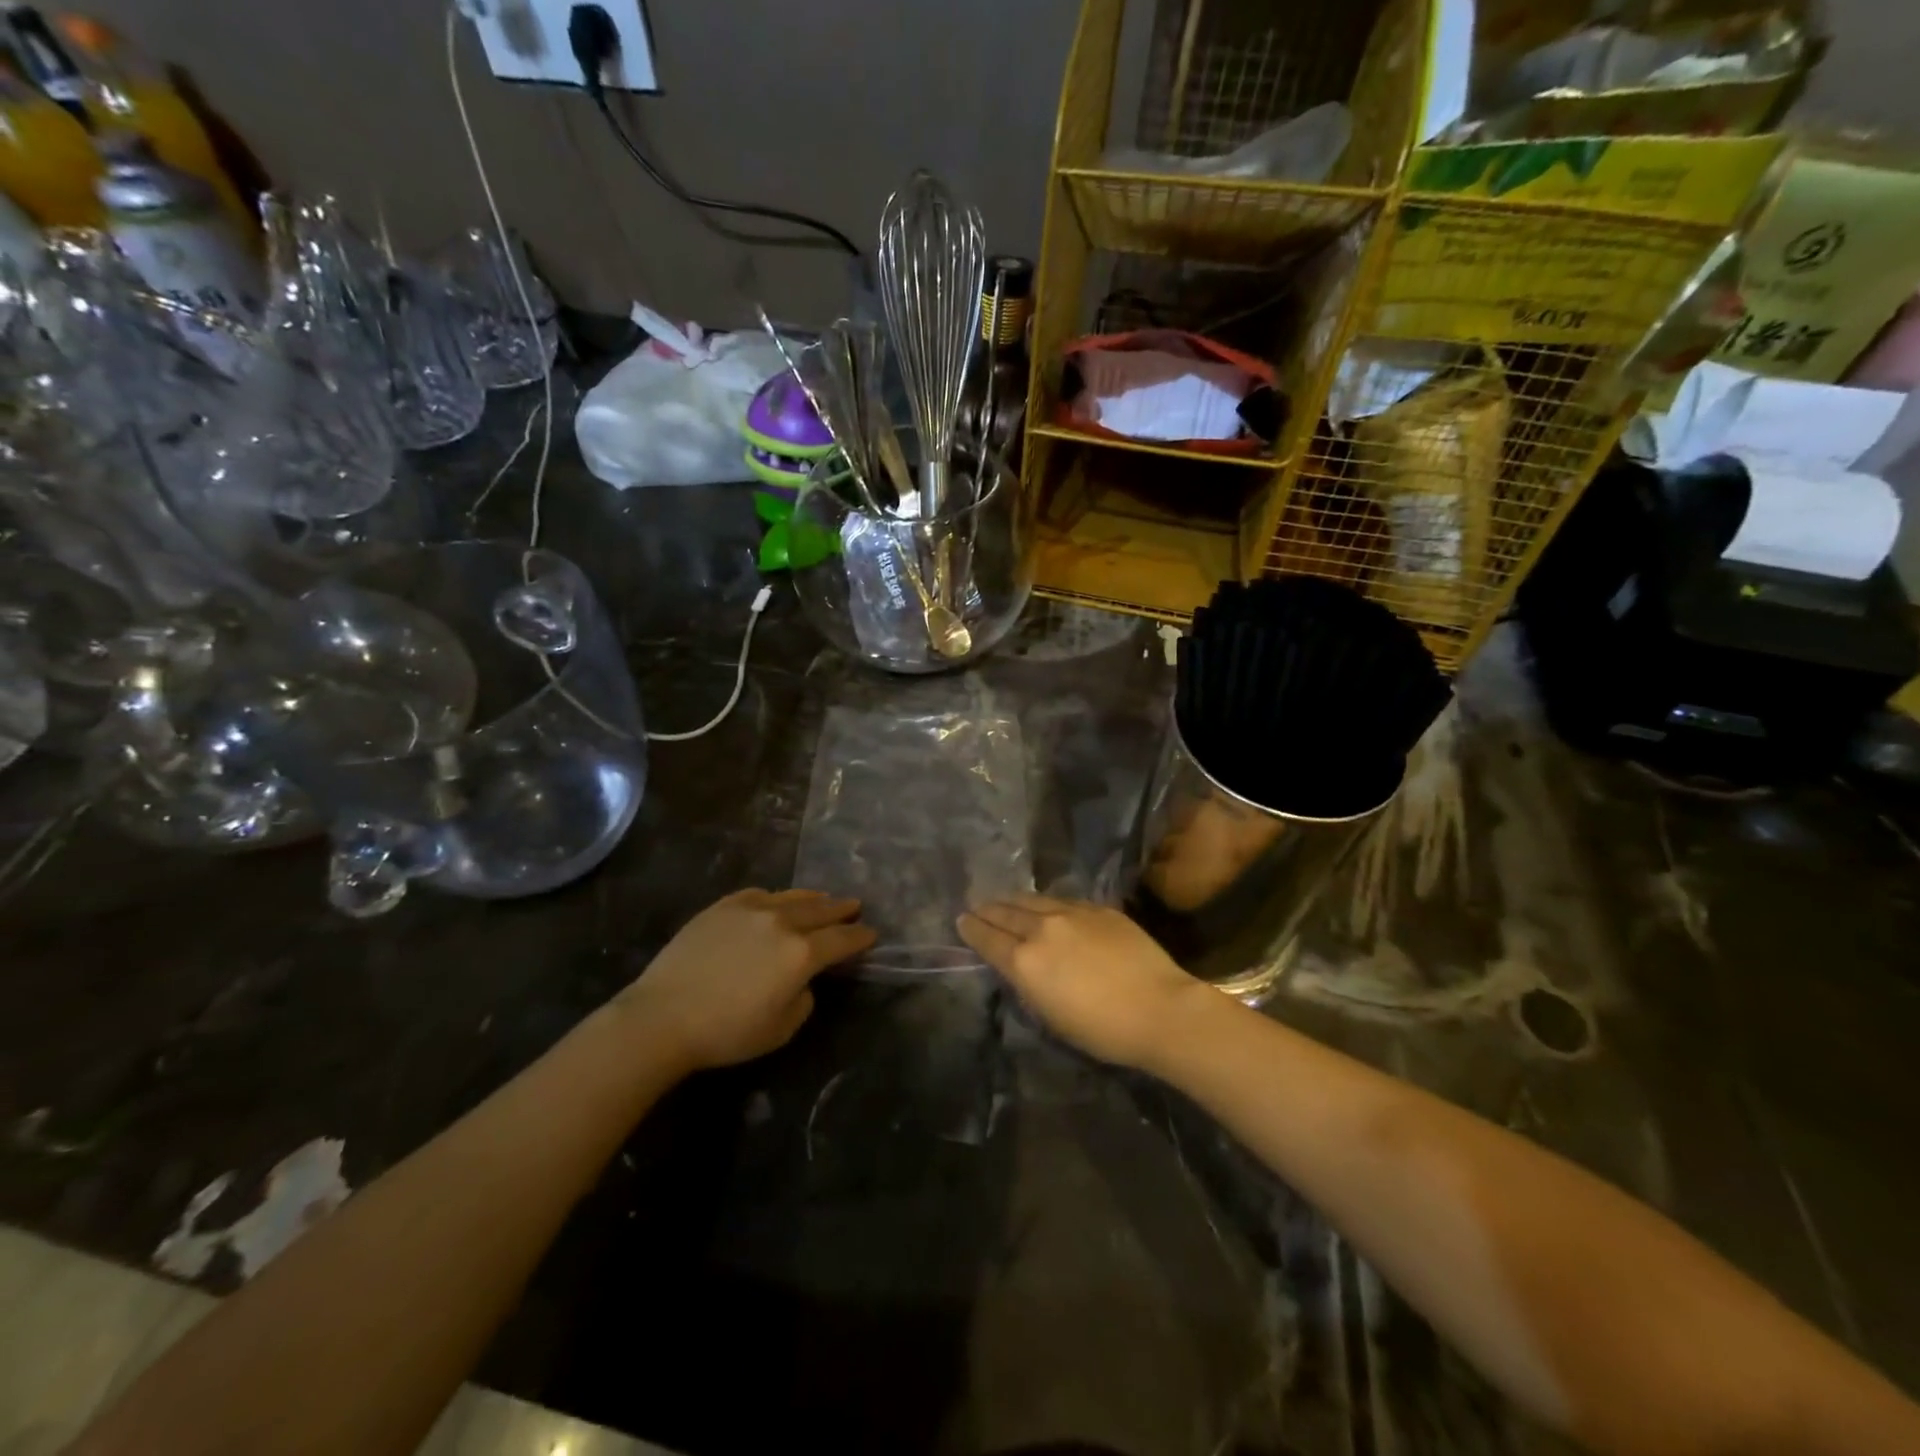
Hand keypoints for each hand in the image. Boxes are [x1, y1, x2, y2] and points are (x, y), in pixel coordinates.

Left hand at [620, 890, 874, 1072]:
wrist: (663, 1016)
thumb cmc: (726, 1032)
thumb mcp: (781, 1029)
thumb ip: (803, 999)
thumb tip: (801, 980)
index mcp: (802, 953)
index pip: (842, 940)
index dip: (860, 937)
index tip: (871, 934)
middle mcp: (782, 923)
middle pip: (821, 910)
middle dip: (841, 909)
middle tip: (854, 906)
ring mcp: (751, 909)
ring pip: (792, 897)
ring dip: (813, 899)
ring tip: (823, 898)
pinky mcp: (722, 907)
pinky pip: (758, 895)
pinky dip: (775, 898)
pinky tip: (775, 901)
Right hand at [957, 894, 1208, 1070]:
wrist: (1160, 1008)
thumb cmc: (1102, 1029)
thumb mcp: (1051, 1016)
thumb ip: (1028, 984)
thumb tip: (1018, 965)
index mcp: (1025, 961)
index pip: (988, 938)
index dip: (971, 929)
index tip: (961, 920)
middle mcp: (1042, 928)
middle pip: (1006, 912)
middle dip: (987, 910)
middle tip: (975, 906)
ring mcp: (1072, 913)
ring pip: (1033, 900)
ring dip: (1013, 901)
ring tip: (1003, 900)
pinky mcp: (1098, 908)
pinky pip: (1062, 900)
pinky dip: (1045, 903)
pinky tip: (1044, 905)